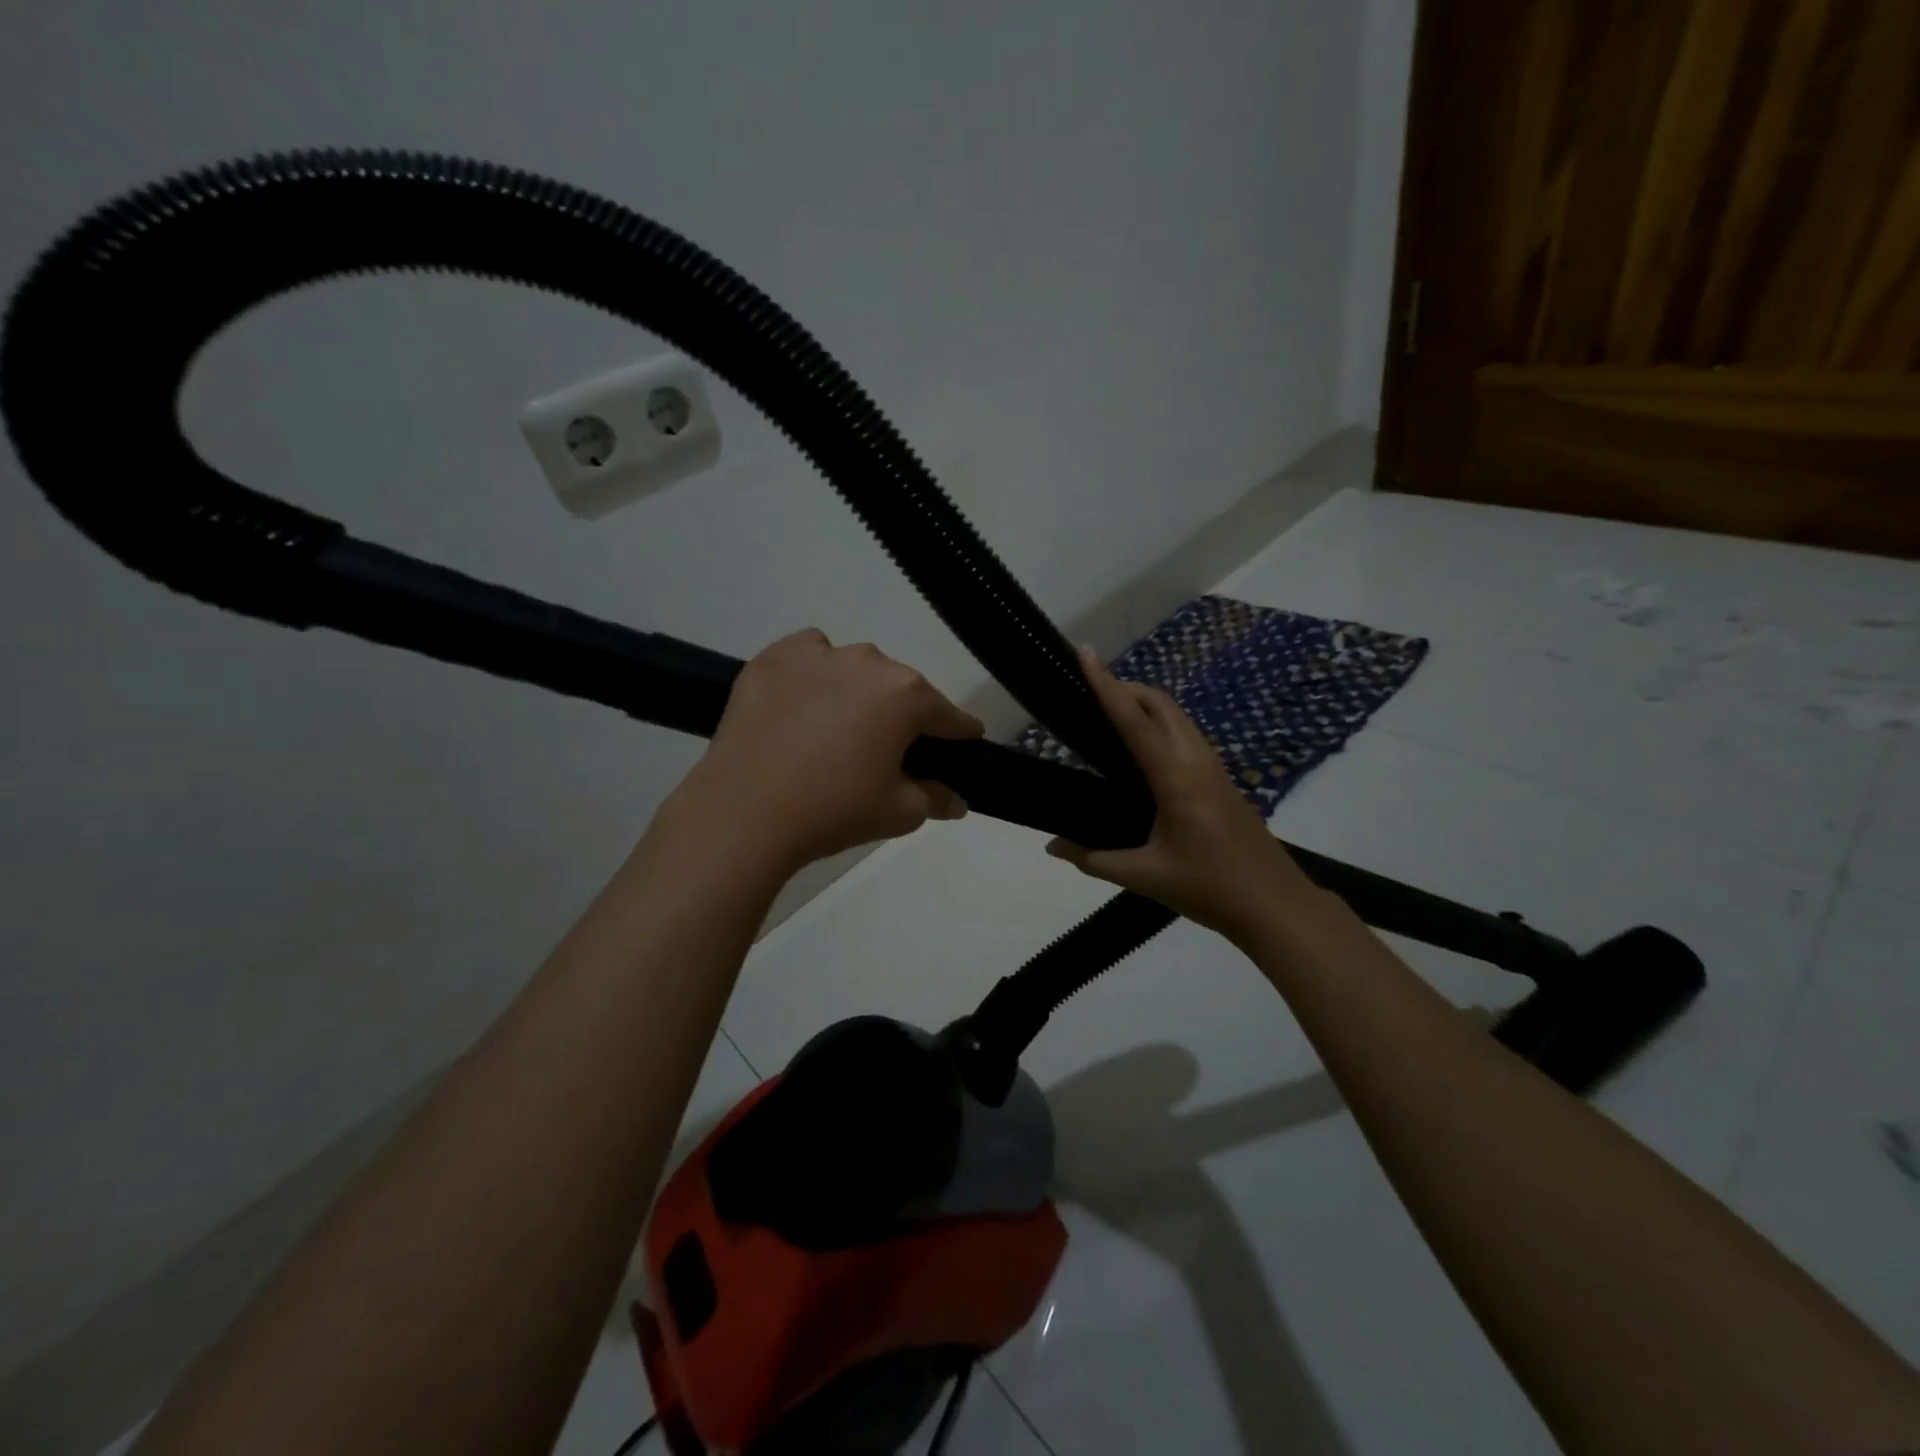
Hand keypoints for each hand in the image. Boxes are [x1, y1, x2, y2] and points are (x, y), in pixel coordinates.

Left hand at [670, 629, 984, 872]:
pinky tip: (801, 705)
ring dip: (857, 692)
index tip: (962, 746)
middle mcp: (867, 661)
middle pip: (900, 688)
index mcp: (906, 694)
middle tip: (884, 753)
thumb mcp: (899, 812)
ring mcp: (817, 654)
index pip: (948, 714)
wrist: (744, 813)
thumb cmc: (834, 811)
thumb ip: (936, 799)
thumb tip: (957, 800)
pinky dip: (814, 674)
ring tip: (835, 731)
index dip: (959, 735)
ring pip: (854, 668)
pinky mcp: (772, 658)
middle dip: (901, 716)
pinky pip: (809, 656)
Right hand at [1046, 647, 1319, 942]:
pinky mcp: (1222, 781)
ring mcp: (1215, 769)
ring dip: (1146, 704)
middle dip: (1126, 687)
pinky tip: (1144, 750)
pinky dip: (1161, 724)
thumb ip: (1093, 858)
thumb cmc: (1209, 889)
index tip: (1085, 653)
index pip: (1134, 721)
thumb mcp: (1145, 877)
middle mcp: (1197, 762)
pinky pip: (1187, 736)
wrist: (1276, 905)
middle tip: (1090, 690)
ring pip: (1179, 717)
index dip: (1106, 685)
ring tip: (1112, 714)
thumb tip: (1051, 846)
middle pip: (1162, 705)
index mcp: (1175, 779)